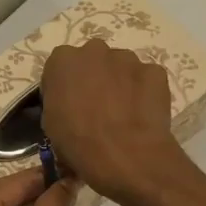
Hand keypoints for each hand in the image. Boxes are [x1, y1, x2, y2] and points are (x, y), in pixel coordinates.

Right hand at [41, 38, 188, 205]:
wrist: (125, 155)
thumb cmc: (78, 141)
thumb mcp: (51, 123)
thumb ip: (58, 101)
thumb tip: (70, 106)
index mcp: (62, 60)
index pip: (60, 68)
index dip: (65, 87)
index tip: (68, 106)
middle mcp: (94, 50)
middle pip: (92, 61)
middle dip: (94, 78)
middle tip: (96, 106)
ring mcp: (127, 58)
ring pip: (121, 67)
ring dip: (120, 83)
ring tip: (122, 113)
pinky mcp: (154, 71)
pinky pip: (146, 79)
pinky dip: (144, 92)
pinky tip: (141, 114)